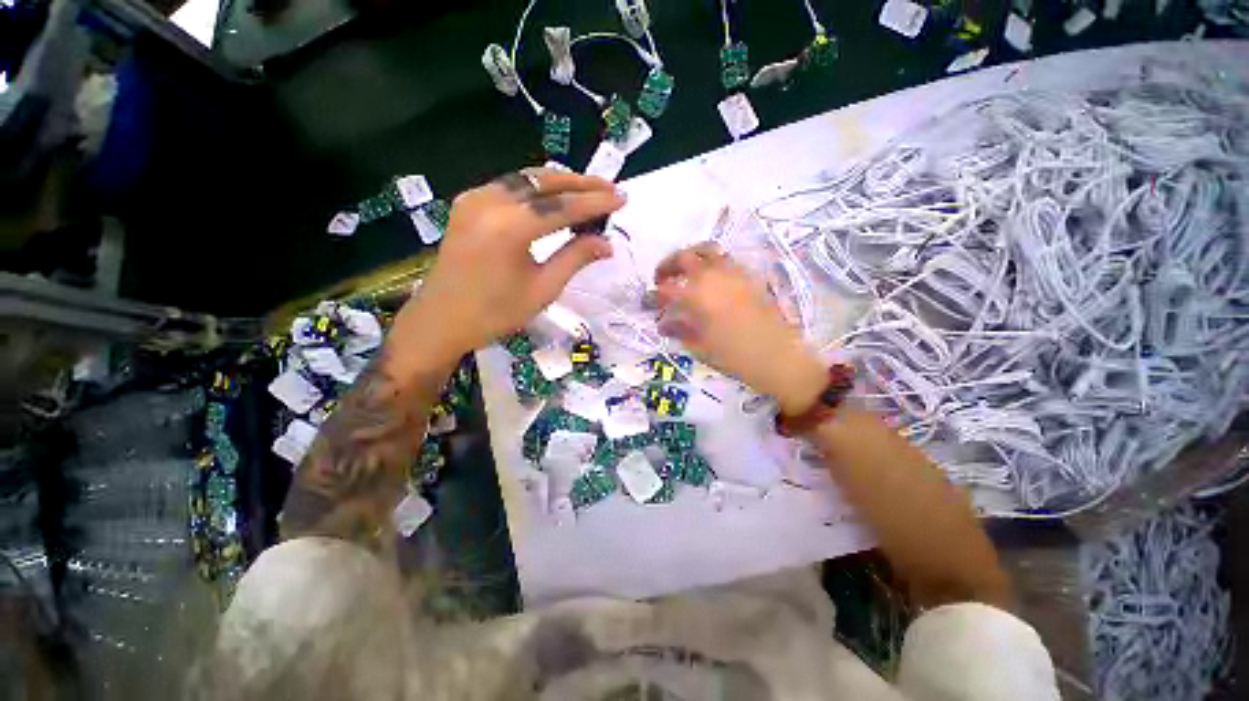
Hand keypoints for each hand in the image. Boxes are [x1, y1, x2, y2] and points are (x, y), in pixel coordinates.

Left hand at [398, 168, 624, 363]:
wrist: (441, 320)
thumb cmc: (495, 313)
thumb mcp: (543, 290)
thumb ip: (575, 258)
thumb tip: (607, 243)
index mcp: (510, 228)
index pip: (563, 207)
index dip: (596, 202)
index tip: (622, 198)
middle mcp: (490, 202)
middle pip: (545, 182)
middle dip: (581, 184)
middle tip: (610, 188)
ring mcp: (475, 198)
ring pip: (527, 179)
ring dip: (560, 182)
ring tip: (588, 190)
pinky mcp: (468, 203)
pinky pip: (510, 186)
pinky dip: (536, 188)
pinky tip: (553, 197)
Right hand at [654, 243, 826, 413]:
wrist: (777, 356)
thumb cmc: (734, 356)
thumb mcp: (699, 347)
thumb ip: (679, 329)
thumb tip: (663, 323)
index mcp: (696, 295)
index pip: (665, 290)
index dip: (652, 296)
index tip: (646, 303)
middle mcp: (712, 276)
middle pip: (682, 258)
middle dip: (666, 267)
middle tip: (661, 280)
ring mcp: (732, 272)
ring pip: (705, 250)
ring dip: (689, 256)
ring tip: (683, 271)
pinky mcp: (747, 275)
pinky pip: (724, 258)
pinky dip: (710, 261)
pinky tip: (708, 278)